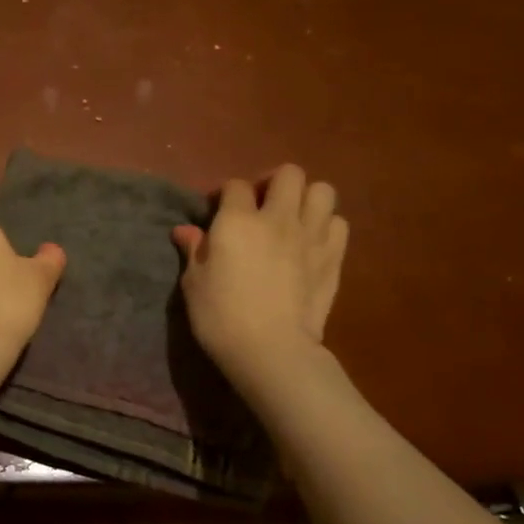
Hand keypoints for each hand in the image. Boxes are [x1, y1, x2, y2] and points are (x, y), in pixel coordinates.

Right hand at [171, 164, 348, 382]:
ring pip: (322, 191)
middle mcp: (277, 218)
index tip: (219, 213)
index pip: (235, 185)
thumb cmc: (221, 316)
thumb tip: (185, 231)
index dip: (226, 195)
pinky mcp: (334, 257)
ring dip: (306, 199)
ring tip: (292, 218)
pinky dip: (326, 226)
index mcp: (237, 220)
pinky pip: (338, 223)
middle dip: (274, 184)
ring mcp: (311, 235)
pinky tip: (312, 242)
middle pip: (288, 174)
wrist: (271, 349)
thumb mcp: (194, 283)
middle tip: (262, 206)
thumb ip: (194, 250)